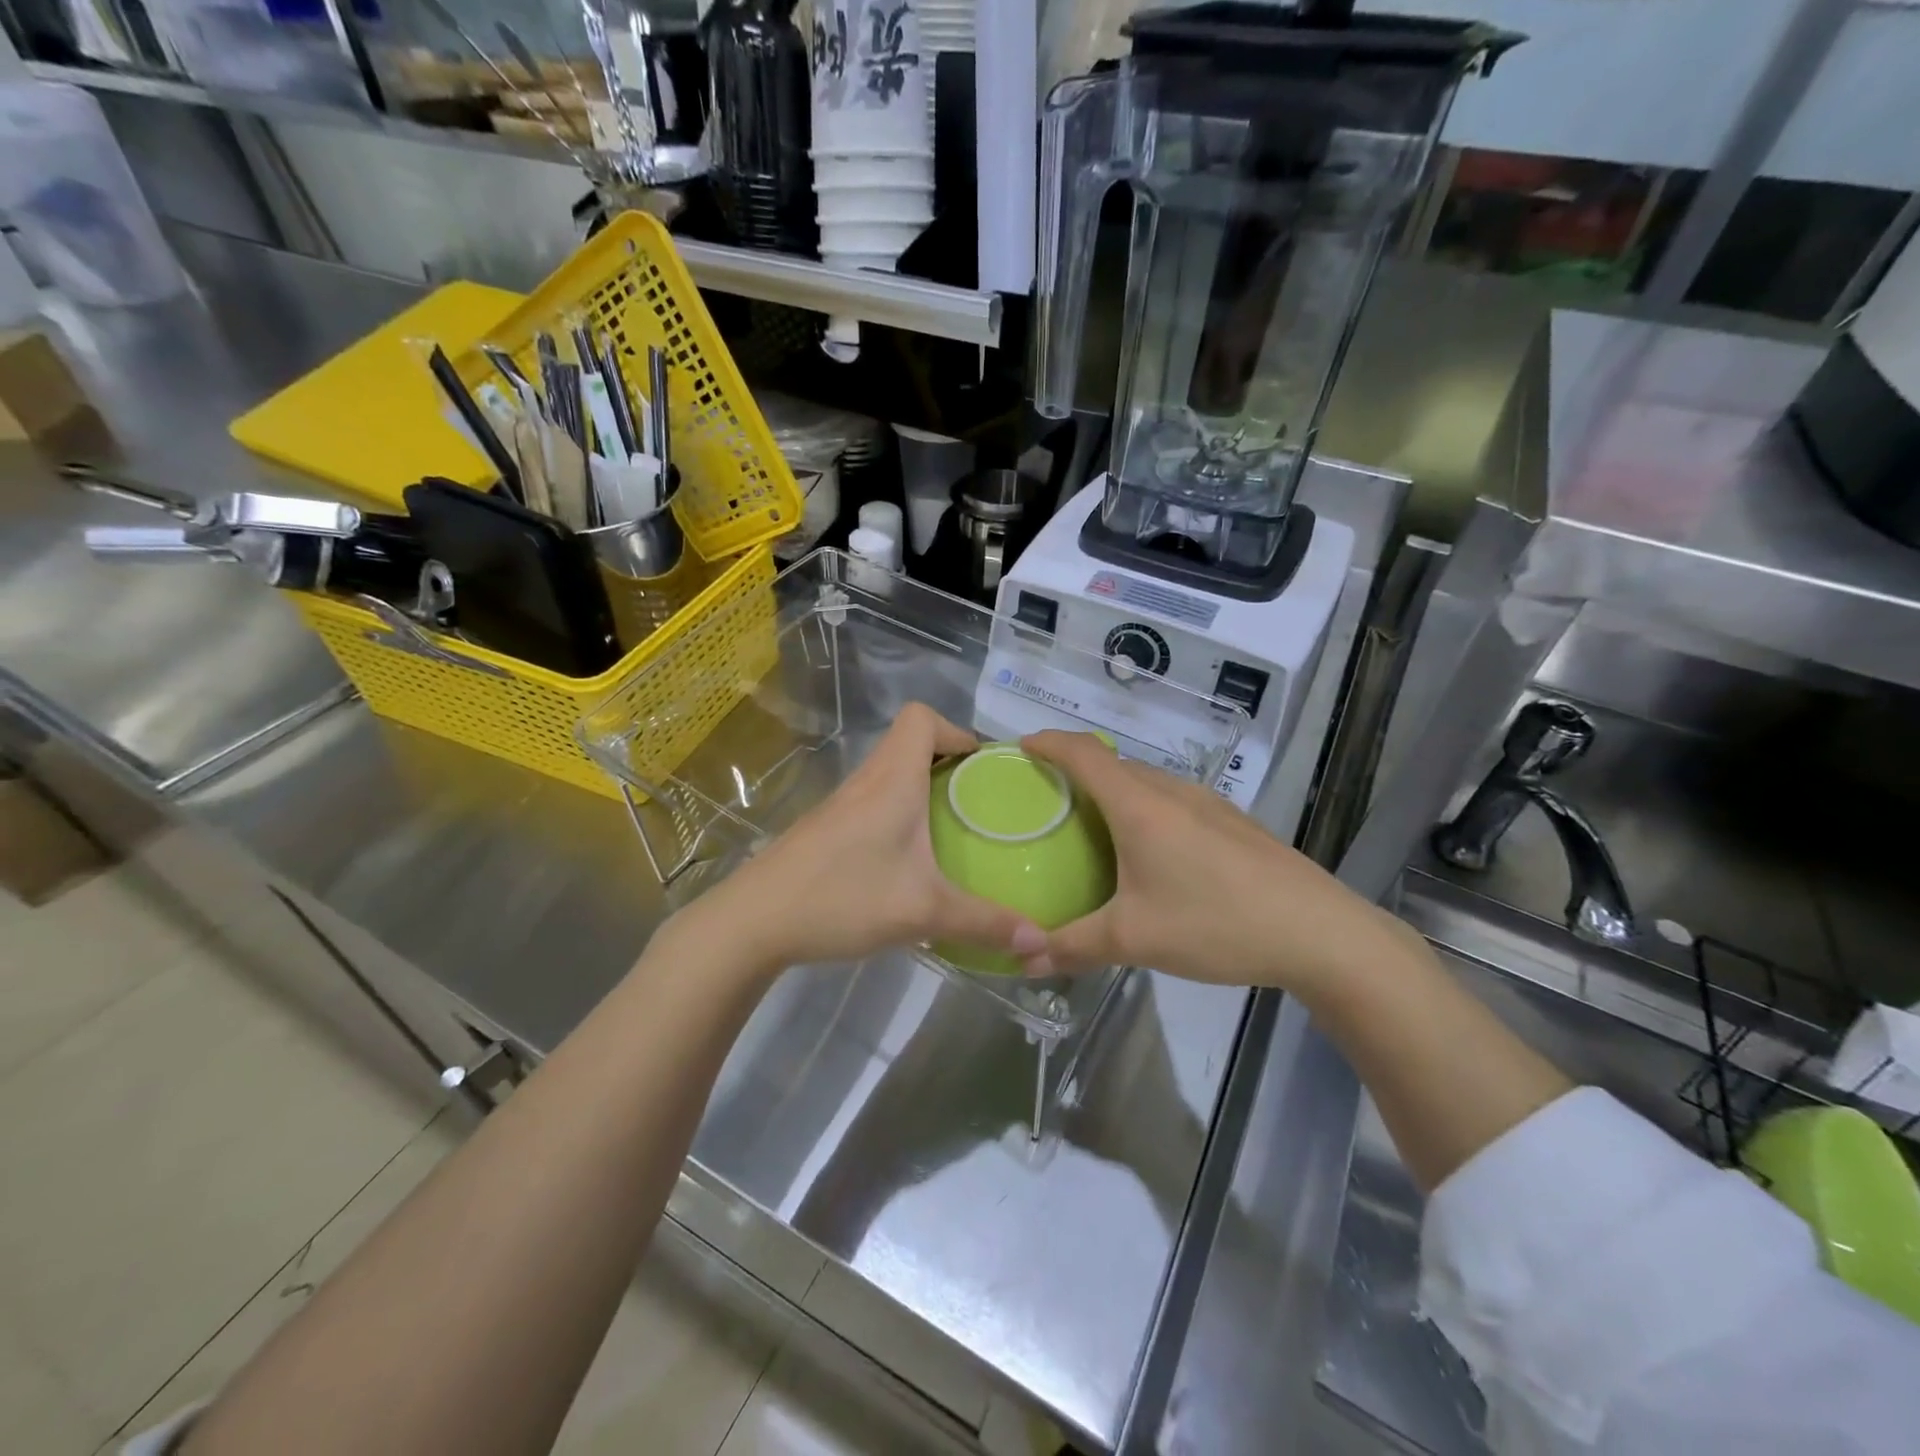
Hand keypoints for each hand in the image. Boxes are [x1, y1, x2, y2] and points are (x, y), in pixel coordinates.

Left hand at [673, 704, 1045, 977]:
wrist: (753, 922)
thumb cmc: (842, 898)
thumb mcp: (923, 912)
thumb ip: (984, 923)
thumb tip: (1040, 942)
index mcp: (892, 779)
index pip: (920, 717)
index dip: (955, 729)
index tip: (981, 767)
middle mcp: (866, 781)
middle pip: (908, 743)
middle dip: (948, 762)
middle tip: (978, 802)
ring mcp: (841, 805)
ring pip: (889, 774)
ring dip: (921, 789)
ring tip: (952, 830)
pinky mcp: (825, 829)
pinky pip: (872, 802)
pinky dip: (898, 814)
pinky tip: (908, 861)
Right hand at [1017, 730, 1408, 992]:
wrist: (1319, 932)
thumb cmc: (1217, 924)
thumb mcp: (1135, 939)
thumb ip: (1073, 945)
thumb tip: (1023, 959)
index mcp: (1139, 806)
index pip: (1082, 753)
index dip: (1047, 742)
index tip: (1020, 747)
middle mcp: (1171, 792)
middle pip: (1112, 763)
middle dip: (1074, 769)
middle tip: (1045, 799)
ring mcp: (1207, 803)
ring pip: (1145, 781)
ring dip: (1112, 790)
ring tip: (1090, 825)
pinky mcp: (1232, 821)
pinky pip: (1172, 800)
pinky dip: (1143, 807)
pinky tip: (1149, 852)